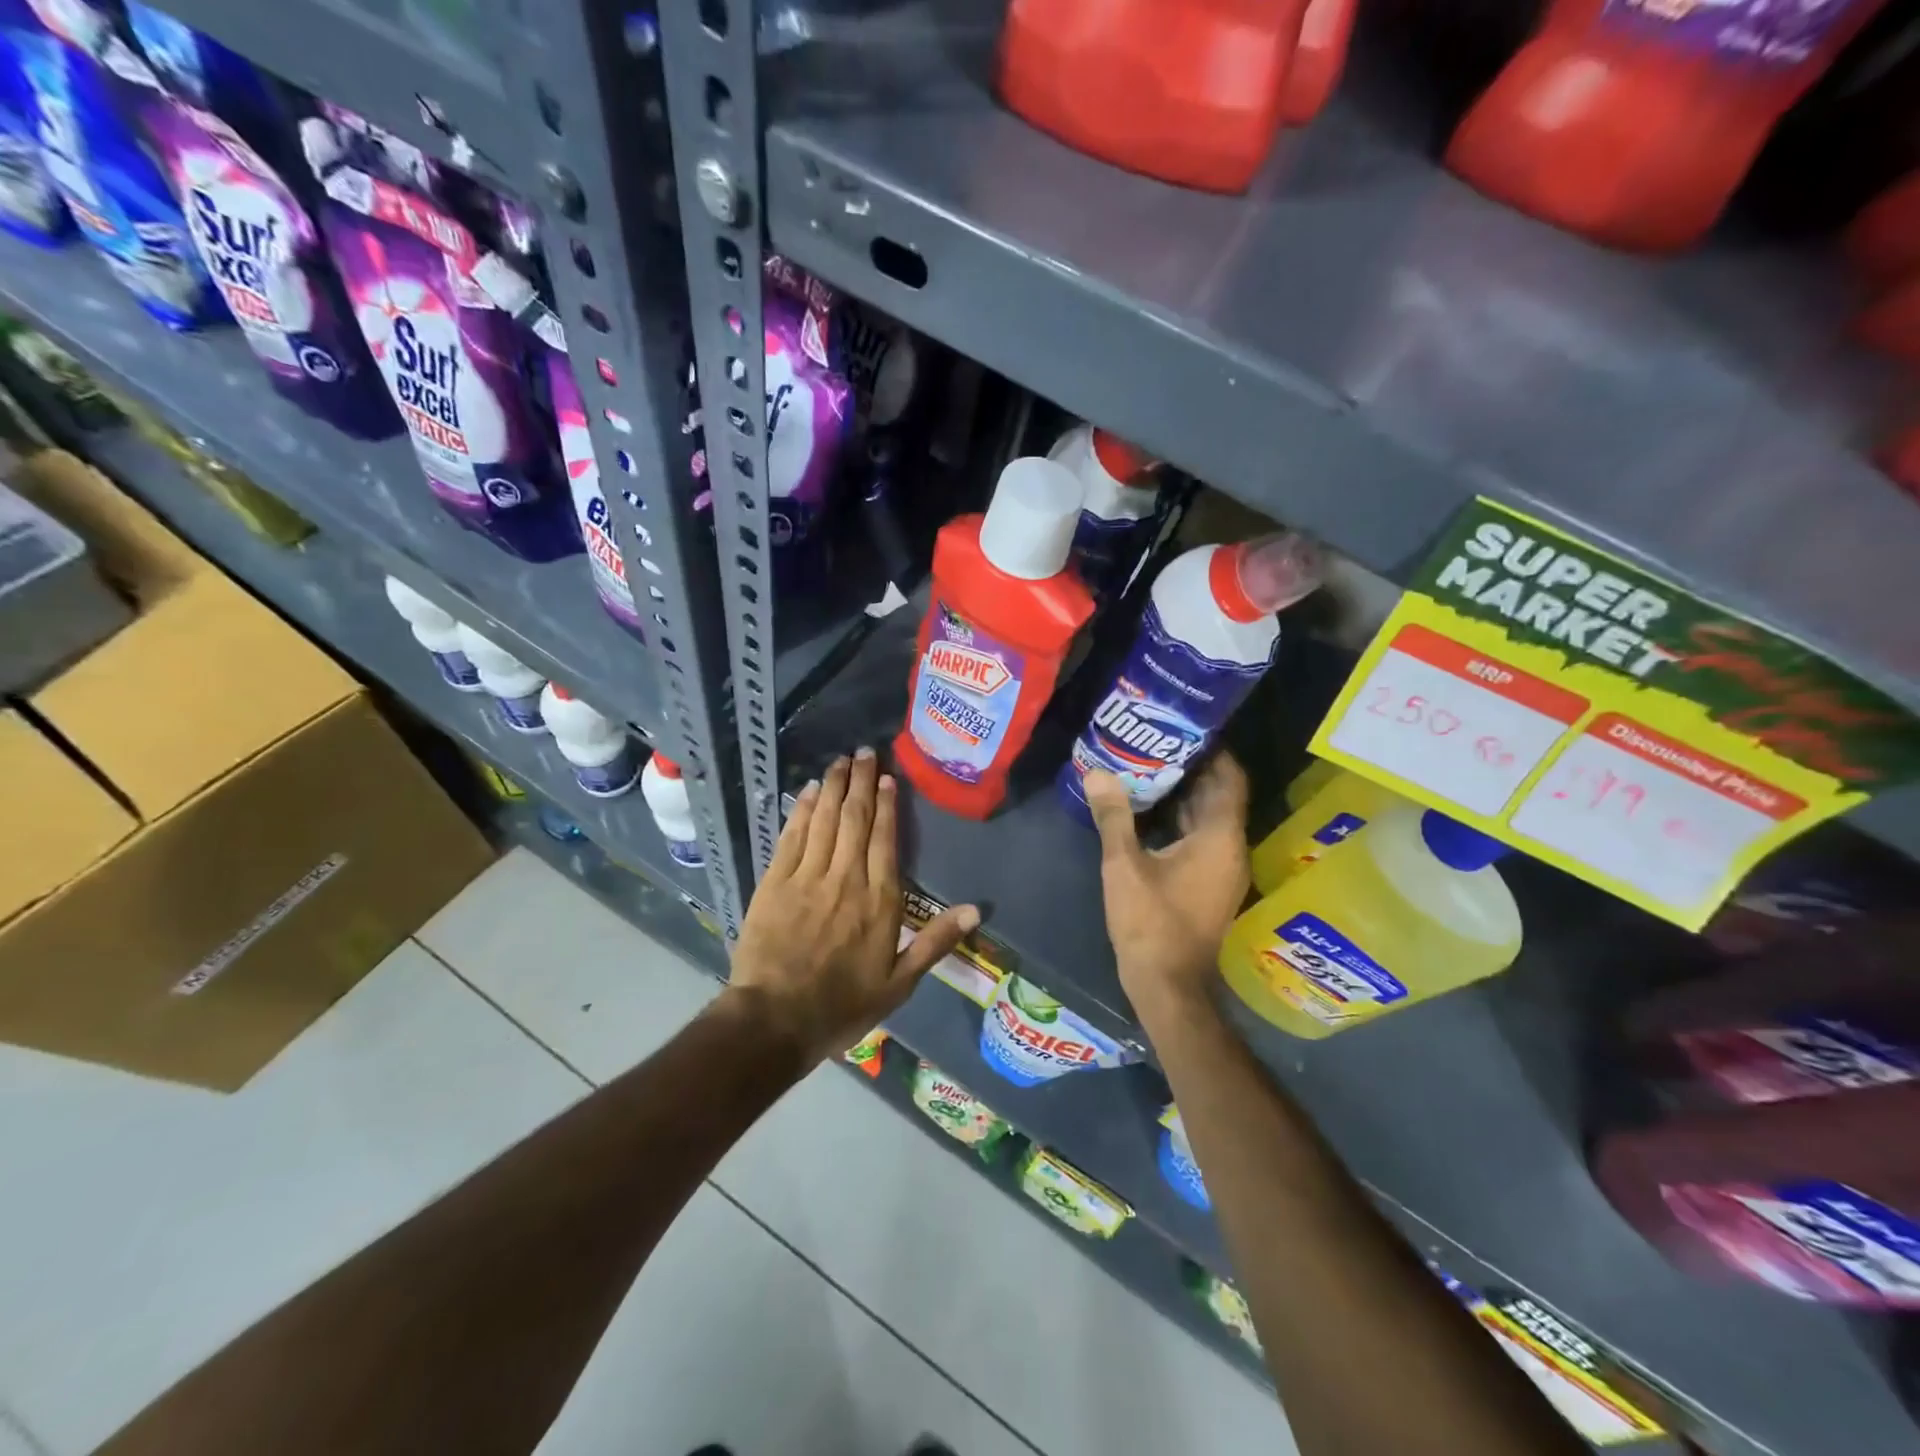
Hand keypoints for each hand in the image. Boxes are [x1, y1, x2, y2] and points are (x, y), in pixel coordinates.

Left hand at [729, 749, 978, 1062]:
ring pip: (825, 820)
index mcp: (879, 900)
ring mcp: (807, 877)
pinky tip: (809, 791)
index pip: (885, 840)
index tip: (889, 778)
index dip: (888, 805)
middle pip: (855, 819)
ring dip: (834, 786)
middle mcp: (846, 878)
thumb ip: (935, 942)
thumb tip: (975, 910)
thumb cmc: (842, 1005)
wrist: (775, 1020)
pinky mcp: (775, 882)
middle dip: (862, 782)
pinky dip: (803, 810)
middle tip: (865, 751)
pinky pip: (793, 837)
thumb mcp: (899, 983)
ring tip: (842, 760)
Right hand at [1085, 754, 1250, 1023]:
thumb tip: (1099, 774)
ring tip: (1149, 768)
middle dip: (1193, 768)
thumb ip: (1114, 817)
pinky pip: (1202, 839)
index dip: (1213, 751)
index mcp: (1220, 838)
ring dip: (1185, 794)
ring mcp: (1223, 870)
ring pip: (1209, 819)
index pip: (1230, 779)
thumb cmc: (1150, 923)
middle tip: (1157, 742)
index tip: (1185, 728)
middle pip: (1220, 796)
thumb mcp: (1124, 866)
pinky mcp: (1210, 885)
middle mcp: (1231, 849)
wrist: (1168, 985)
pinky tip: (1150, 812)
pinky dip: (1182, 821)